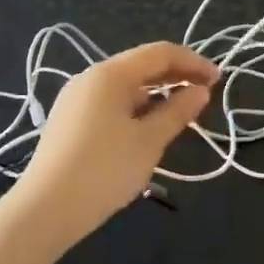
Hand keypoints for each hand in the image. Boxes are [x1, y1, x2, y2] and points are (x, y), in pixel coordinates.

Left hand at [12, 42, 216, 248]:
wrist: (45, 210)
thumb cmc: (104, 170)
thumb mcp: (149, 141)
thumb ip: (177, 112)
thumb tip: (200, 91)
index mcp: (110, 74)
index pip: (160, 53)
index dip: (193, 62)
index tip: (219, 80)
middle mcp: (90, 78)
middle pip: (141, 66)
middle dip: (175, 76)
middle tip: (205, 95)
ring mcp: (75, 99)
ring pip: (125, 86)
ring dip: (156, 94)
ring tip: (181, 114)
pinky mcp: (69, 121)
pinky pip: (110, 103)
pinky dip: (136, 108)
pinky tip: (148, 128)